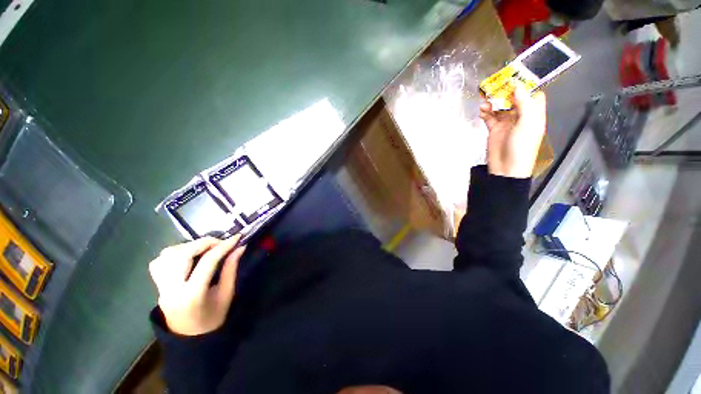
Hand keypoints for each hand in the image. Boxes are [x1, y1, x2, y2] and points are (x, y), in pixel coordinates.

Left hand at [149, 235, 245, 335]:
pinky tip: (188, 255)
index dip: (223, 246)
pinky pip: (160, 262)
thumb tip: (239, 247)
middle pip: (181, 255)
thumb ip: (231, 269)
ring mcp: (161, 287)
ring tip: (205, 248)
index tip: (237, 237)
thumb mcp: (227, 294)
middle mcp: (172, 289)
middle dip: (204, 243)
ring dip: (188, 246)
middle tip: (220, 242)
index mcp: (192, 294)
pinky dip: (174, 253)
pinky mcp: (157, 285)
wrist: (190, 338)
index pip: (207, 262)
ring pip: (167, 255)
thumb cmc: (213, 318)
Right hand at [479, 85, 546, 177]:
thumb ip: (522, 103)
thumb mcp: (526, 123)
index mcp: (533, 113)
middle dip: (505, 91)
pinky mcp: (494, 129)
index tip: (516, 76)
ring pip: (500, 107)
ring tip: (486, 100)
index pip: (533, 94)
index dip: (526, 85)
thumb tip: (517, 85)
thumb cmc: (521, 146)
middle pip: (514, 98)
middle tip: (496, 84)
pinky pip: (489, 117)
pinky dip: (485, 113)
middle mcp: (520, 115)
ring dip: (493, 102)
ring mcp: (506, 122)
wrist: (506, 167)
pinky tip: (482, 111)